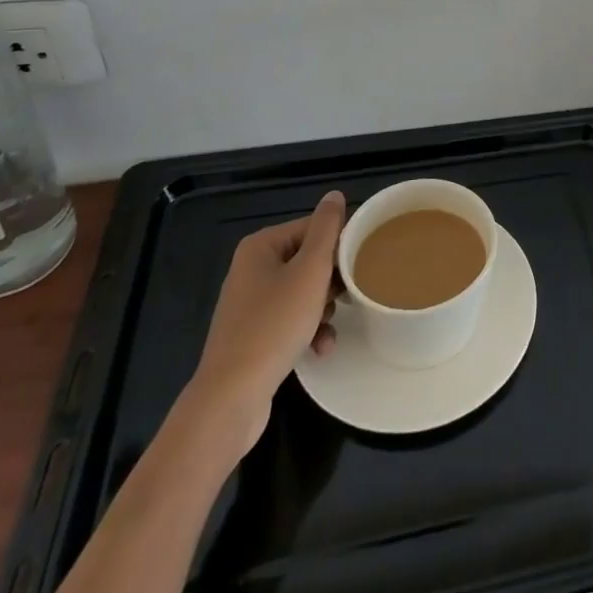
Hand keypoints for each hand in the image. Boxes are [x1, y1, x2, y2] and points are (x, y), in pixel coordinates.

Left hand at [184, 192, 344, 451]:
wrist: (231, 397)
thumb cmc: (274, 325)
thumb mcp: (310, 271)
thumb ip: (326, 230)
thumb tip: (334, 195)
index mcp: (261, 246)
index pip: (313, 228)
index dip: (339, 245)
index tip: (360, 265)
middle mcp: (252, 269)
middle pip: (308, 261)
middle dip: (332, 281)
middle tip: (348, 296)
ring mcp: (250, 304)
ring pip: (302, 293)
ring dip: (323, 309)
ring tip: (332, 326)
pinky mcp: (252, 335)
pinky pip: (290, 320)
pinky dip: (308, 330)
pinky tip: (321, 348)